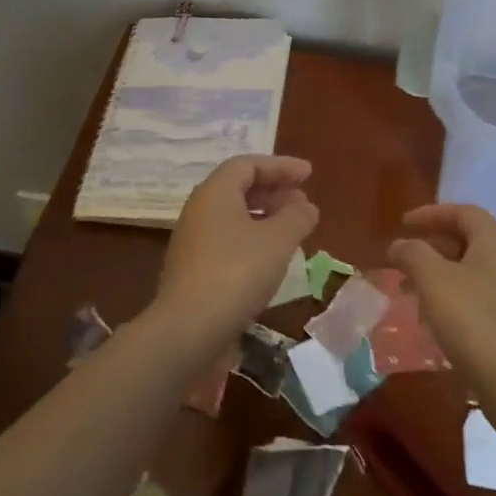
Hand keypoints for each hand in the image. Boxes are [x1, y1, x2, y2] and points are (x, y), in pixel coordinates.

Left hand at [153, 155, 317, 343]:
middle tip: (302, 202)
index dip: (281, 166)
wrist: (187, 331)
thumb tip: (305, 206)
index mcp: (215, 192)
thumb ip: (297, 216)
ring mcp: (193, 241)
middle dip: (274, 191)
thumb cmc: (236, 273)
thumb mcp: (278, 240)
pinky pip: (227, 240)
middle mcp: (199, 210)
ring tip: (292, 230)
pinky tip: (271, 259)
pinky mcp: (193, 270)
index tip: (308, 175)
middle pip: (239, 188)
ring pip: (233, 216)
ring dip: (265, 217)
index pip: (248, 165)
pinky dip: (252, 239)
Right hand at [389, 204, 495, 388]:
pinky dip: (450, 298)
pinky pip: (475, 297)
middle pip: (466, 240)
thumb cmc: (473, 320)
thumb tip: (400, 244)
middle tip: (404, 258)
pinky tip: (432, 320)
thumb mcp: (433, 279)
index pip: (463, 212)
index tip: (403, 224)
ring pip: (469, 271)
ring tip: (410, 290)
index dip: (432, 213)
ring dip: (438, 274)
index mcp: (493, 242)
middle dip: (432, 245)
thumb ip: (413, 254)